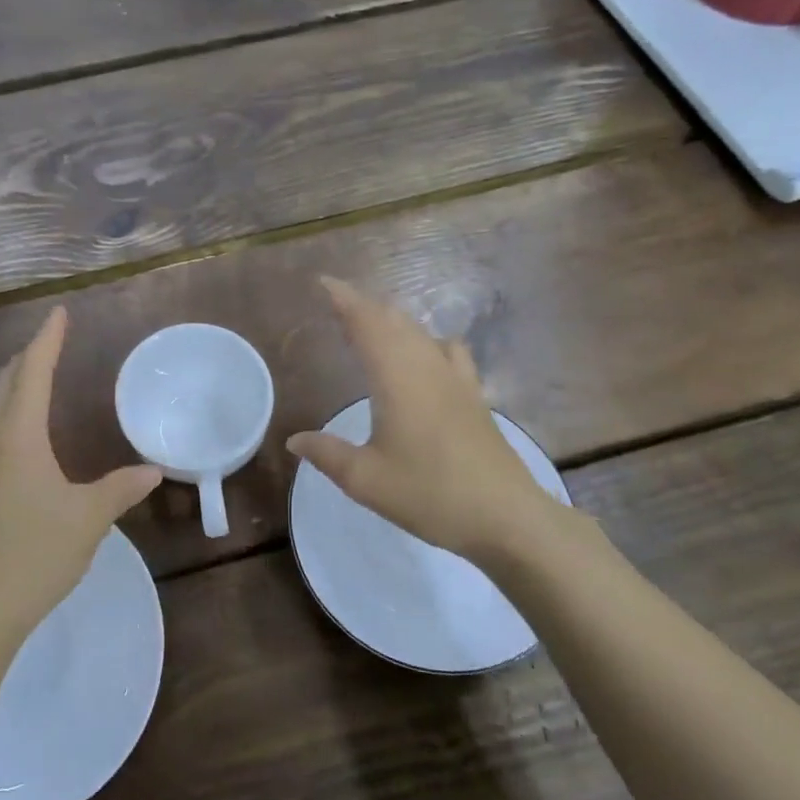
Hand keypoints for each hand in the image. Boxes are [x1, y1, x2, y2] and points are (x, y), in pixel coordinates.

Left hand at [0, 306, 161, 649]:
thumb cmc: (34, 555)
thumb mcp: (88, 519)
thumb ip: (120, 489)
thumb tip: (152, 470)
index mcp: (19, 438)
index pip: (33, 374)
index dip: (47, 341)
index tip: (58, 313)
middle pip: (6, 384)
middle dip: (28, 356)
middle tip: (52, 340)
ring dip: (16, 383)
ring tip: (39, 375)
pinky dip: (12, 412)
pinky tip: (28, 433)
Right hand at [286, 278, 579, 569]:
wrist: (505, 517)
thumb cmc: (430, 495)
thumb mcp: (366, 480)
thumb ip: (327, 454)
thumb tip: (294, 439)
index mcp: (396, 378)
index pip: (367, 323)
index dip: (344, 299)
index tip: (323, 283)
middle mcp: (427, 367)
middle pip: (394, 321)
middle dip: (364, 306)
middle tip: (338, 304)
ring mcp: (456, 379)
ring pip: (421, 332)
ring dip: (393, 321)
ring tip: (372, 325)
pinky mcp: (475, 396)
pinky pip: (448, 350)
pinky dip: (426, 340)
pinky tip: (426, 355)